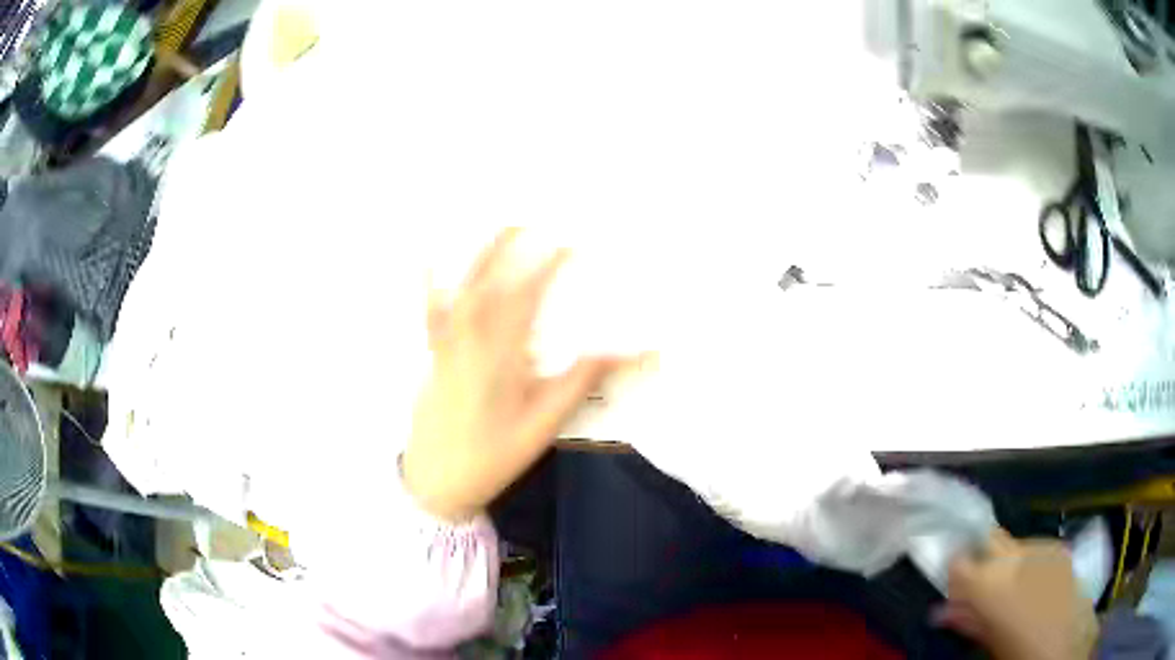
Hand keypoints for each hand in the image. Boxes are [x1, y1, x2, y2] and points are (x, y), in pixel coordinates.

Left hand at [401, 228, 626, 522]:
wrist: (435, 481)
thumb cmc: (492, 456)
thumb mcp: (542, 426)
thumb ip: (578, 383)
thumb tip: (624, 351)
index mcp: (500, 358)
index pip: (526, 301)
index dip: (547, 268)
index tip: (570, 245)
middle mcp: (469, 343)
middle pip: (490, 286)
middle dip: (510, 250)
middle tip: (529, 220)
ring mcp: (446, 348)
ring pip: (461, 294)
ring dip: (478, 258)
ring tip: (494, 230)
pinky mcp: (432, 358)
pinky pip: (430, 315)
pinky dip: (428, 286)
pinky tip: (426, 261)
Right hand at [938, 529, 1098, 659]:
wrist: (1061, 642)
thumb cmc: (1016, 647)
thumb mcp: (986, 638)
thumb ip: (965, 619)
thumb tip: (942, 610)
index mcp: (990, 583)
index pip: (960, 561)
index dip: (954, 568)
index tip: (953, 580)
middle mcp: (1014, 557)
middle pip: (990, 538)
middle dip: (982, 554)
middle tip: (981, 578)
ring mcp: (1041, 548)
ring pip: (1014, 544)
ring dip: (1007, 562)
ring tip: (1013, 587)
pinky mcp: (1059, 549)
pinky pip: (1036, 549)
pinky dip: (1029, 563)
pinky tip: (1033, 584)